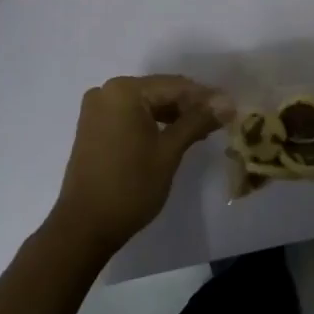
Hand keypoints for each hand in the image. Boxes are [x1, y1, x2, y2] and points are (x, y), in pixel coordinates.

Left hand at [50, 75, 221, 256]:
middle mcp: (107, 91)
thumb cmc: (130, 187)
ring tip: (201, 130)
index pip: (175, 86)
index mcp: (124, 90)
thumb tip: (227, 102)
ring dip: (172, 115)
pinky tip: (174, 135)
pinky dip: (153, 123)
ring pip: (146, 104)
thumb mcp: (169, 151)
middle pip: (159, 91)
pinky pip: (131, 115)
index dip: (205, 97)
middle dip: (189, 105)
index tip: (231, 107)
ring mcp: (97, 109)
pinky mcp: (93, 127)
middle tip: (219, 120)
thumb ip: (197, 121)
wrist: (83, 228)